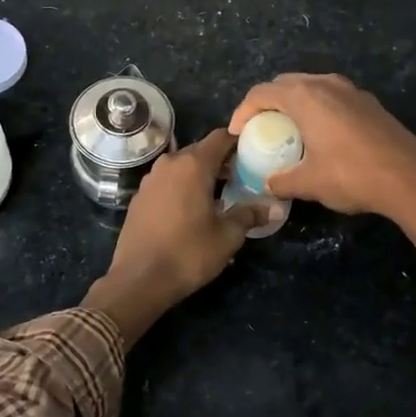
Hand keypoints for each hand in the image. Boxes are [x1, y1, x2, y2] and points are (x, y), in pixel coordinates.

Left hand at [84, 129, 274, 342]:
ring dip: (201, 174)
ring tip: (221, 193)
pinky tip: (192, 207)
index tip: (255, 151)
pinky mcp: (139, 197)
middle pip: (201, 151)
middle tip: (243, 176)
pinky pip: (167, 181)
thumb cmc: (188, 253)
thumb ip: (250, 215)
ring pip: (182, 166)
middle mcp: (169, 163)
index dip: (239, 141)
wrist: (139, 279)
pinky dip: (182, 186)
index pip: (221, 137)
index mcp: (193, 165)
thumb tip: (275, 208)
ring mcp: (150, 179)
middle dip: (222, 160)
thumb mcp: (227, 236)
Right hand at [230, 73, 415, 222]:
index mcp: (304, 96)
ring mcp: (351, 90)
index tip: (237, 134)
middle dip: (267, 102)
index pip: (261, 93)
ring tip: (288, 129)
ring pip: (311, 86)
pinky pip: (331, 96)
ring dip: (294, 103)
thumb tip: (268, 184)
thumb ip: (282, 181)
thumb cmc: (352, 175)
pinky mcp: (369, 103)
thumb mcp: (309, 183)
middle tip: (260, 128)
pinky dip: (317, 108)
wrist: (412, 178)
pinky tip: (321, 134)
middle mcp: (326, 84)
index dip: (243, 111)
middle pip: (285, 83)